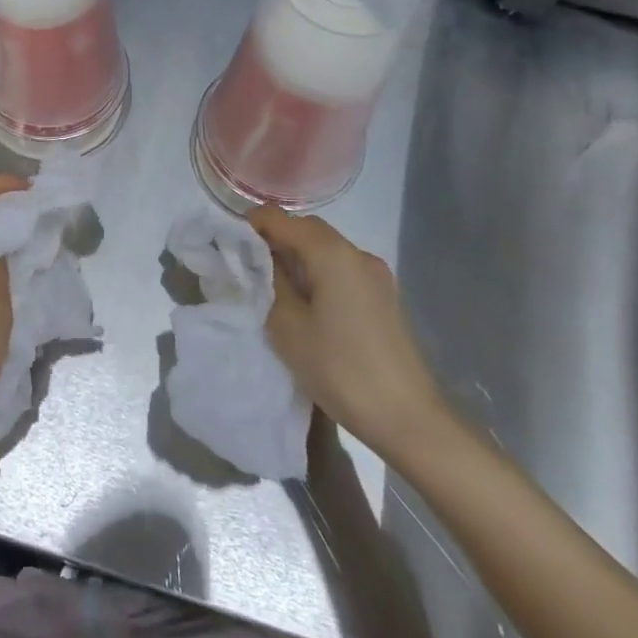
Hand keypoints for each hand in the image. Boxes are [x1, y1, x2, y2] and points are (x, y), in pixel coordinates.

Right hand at [255, 207, 454, 463]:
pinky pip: (342, 270)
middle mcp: (357, 253)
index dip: (252, 225)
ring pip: (326, 250)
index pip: (281, 219)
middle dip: (275, 240)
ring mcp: (376, 275)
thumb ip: (269, 283)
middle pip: (307, 229)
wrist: (409, 419)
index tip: (229, 245)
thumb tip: (259, 259)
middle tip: (247, 266)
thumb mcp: (288, 326)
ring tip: (273, 287)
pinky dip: (318, 273)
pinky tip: (306, 303)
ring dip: (297, 258)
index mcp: (332, 253)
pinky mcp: (384, 297)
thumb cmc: (341, 369)